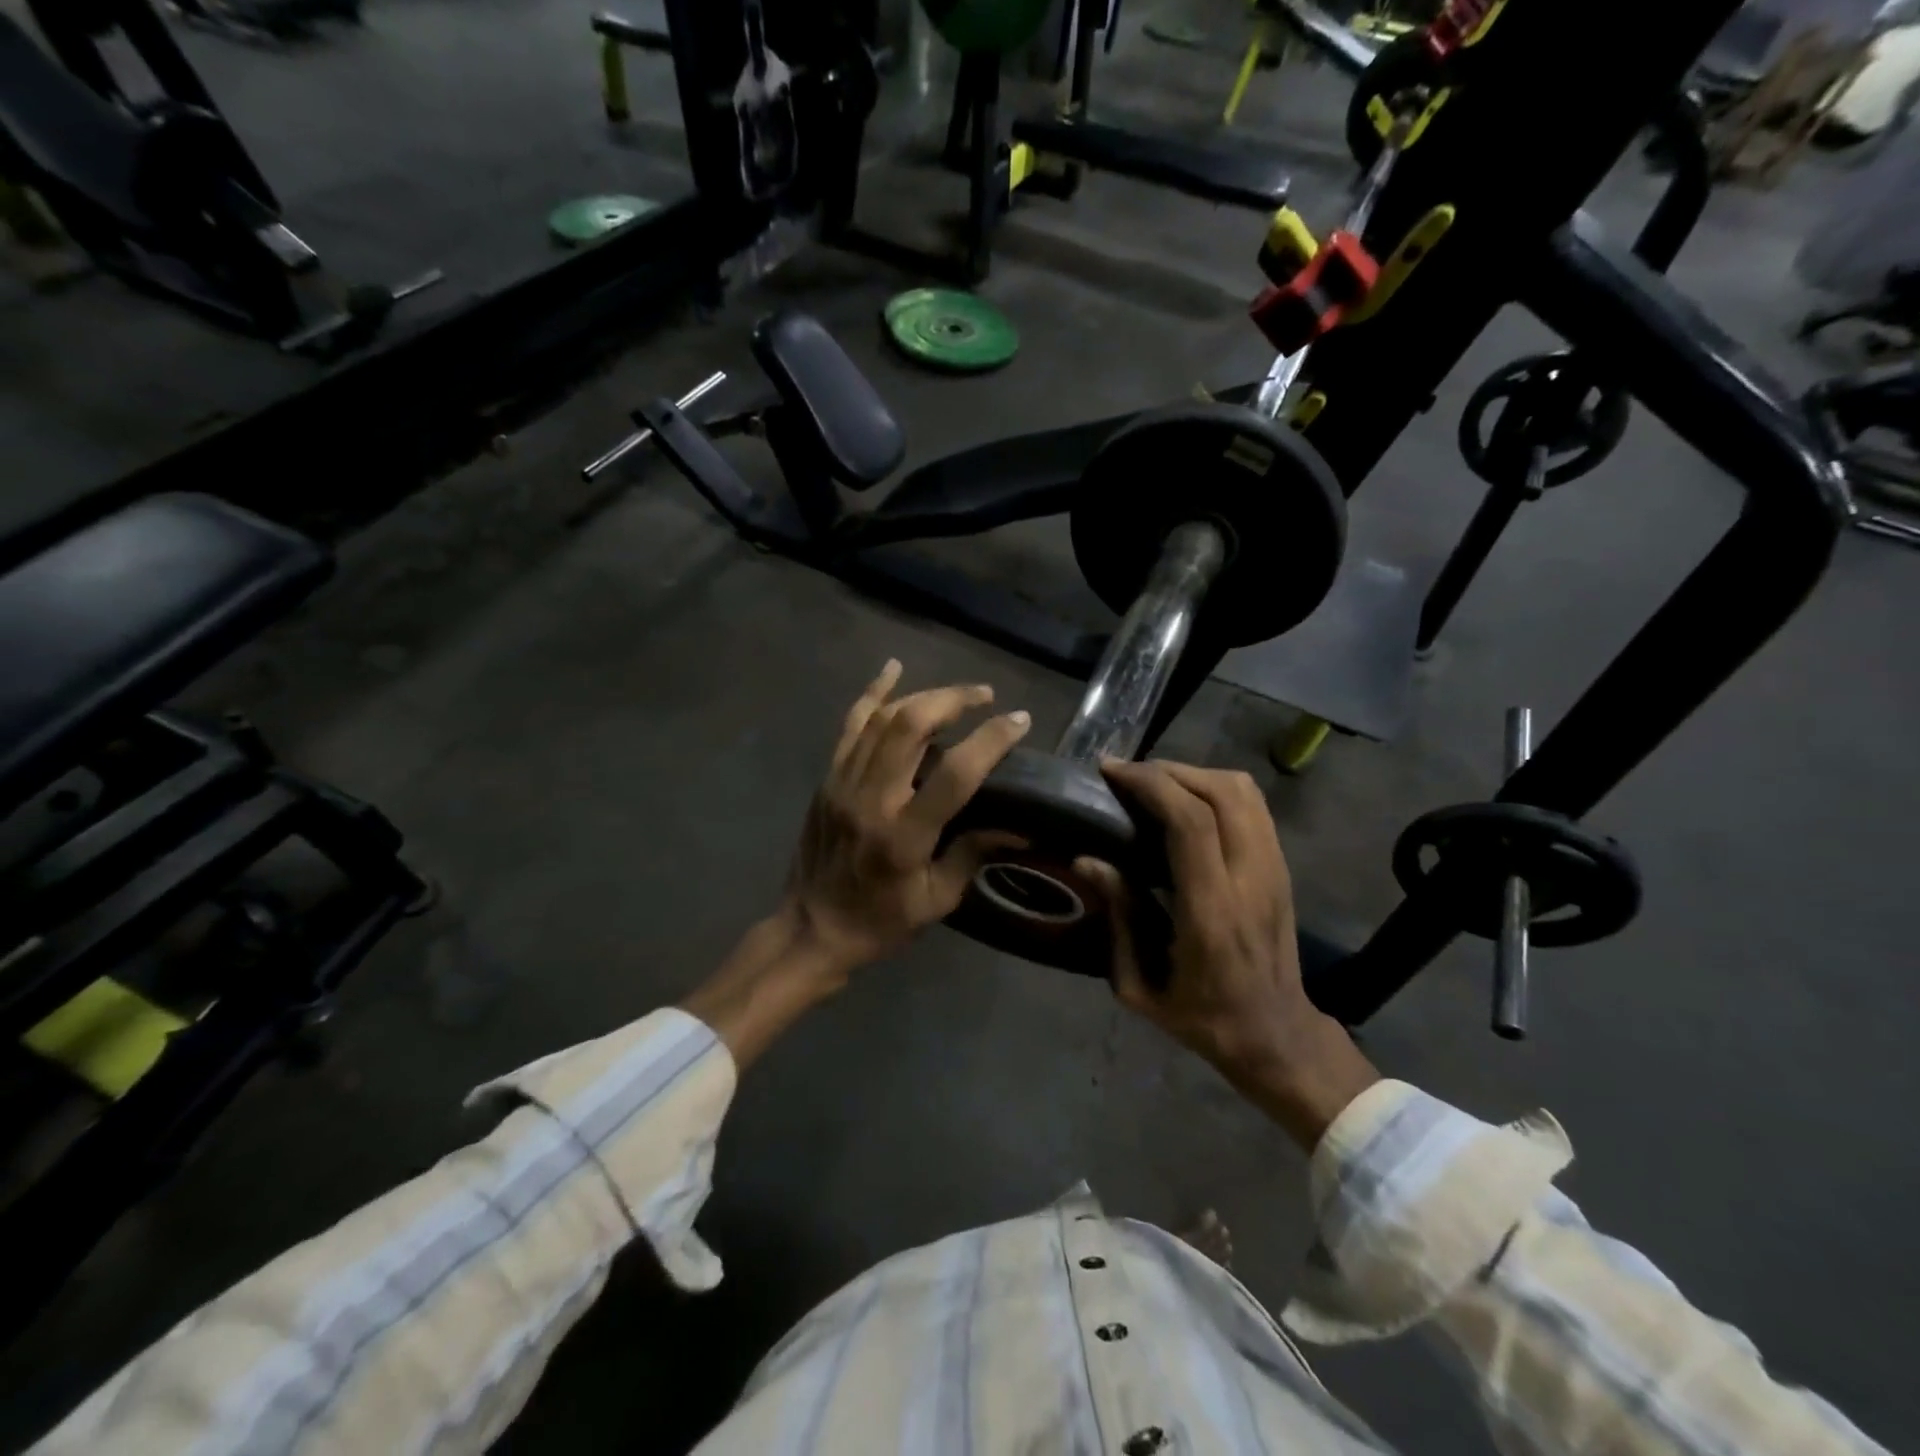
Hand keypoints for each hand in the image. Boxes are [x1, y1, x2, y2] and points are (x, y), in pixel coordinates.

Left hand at [783, 659, 1030, 975]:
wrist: (811, 929)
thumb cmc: (880, 922)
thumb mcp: (937, 900)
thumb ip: (973, 854)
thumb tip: (1020, 826)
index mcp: (904, 836)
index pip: (954, 773)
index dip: (990, 740)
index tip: (1018, 720)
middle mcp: (871, 799)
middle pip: (911, 726)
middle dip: (953, 700)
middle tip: (986, 697)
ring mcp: (842, 783)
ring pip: (882, 718)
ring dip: (923, 695)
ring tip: (957, 694)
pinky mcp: (827, 778)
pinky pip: (850, 725)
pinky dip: (872, 693)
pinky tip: (892, 669)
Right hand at [1080, 760, 1378, 1148]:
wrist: (1276, 1034)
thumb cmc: (1201, 1016)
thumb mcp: (1140, 986)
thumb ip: (1118, 917)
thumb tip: (1088, 859)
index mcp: (1213, 911)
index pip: (1191, 822)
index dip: (1150, 784)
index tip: (1111, 772)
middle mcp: (1250, 879)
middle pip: (1221, 791)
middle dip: (1168, 770)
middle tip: (1126, 775)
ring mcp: (1273, 869)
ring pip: (1243, 790)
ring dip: (1194, 774)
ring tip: (1153, 784)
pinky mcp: (1281, 866)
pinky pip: (1253, 805)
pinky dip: (1215, 787)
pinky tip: (1185, 801)